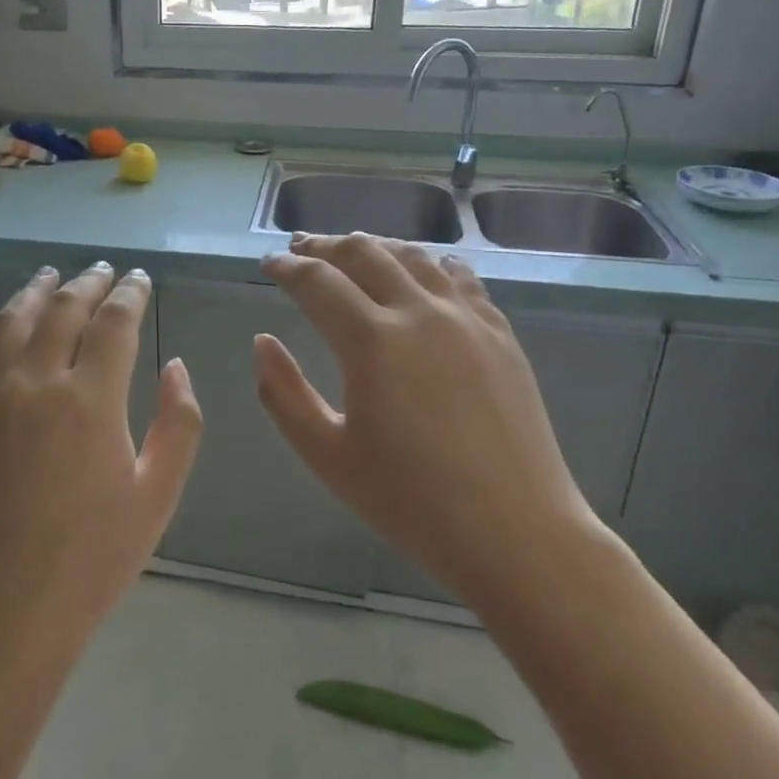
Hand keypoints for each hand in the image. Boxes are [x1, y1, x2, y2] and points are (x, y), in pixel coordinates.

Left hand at [0, 263, 202, 672]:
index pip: (115, 322)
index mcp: (92, 397)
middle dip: (88, 283)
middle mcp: (38, 381)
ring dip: (33, 291)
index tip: (140, 280)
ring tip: (49, 275)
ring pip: (11, 322)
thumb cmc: (93, 557)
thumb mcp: (158, 495)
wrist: (5, 611)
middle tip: (103, 270)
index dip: (130, 294)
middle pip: (63, 310)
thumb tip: (175, 366)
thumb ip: (178, 422)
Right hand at [256, 234, 602, 617]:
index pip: (317, 282)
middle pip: (364, 253)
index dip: (287, 267)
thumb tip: (262, 342)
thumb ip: (283, 394)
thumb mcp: (327, 456)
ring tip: (352, 251)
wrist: (515, 533)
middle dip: (325, 246)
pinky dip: (429, 263)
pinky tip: (422, 268)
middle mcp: (419, 312)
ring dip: (374, 247)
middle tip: (301, 249)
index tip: (268, 264)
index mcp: (372, 341)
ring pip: (413, 255)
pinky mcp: (500, 334)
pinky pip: (460, 277)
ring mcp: (467, 318)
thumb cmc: (411, 502)